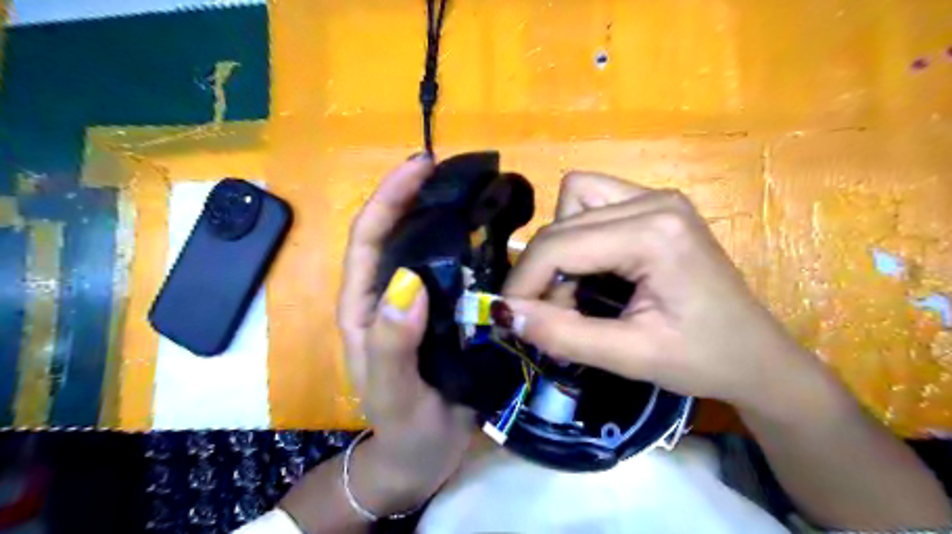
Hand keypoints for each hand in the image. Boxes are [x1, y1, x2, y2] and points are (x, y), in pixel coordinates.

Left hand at [335, 157, 472, 515]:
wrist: (424, 456)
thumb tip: (408, 283)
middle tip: (453, 169)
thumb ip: (392, 344)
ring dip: (446, 216)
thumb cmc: (404, 428)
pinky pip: (457, 272)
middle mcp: (389, 295)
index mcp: (365, 306)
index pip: (368, 239)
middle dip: (416, 195)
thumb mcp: (393, 392)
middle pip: (397, 233)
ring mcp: (420, 302)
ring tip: (477, 193)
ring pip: (427, 249)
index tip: (419, 166)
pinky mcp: (446, 313)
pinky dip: (472, 249)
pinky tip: (496, 238)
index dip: (389, 198)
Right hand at [505, 172, 825, 414]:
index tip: (509, 316)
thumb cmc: (702, 360)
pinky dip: (578, 235)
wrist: (756, 356)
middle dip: (543, 269)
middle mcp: (655, 200)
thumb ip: (562, 335)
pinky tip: (593, 268)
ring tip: (576, 289)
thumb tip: (503, 313)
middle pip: (562, 221)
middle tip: (553, 312)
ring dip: (560, 245)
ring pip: (573, 200)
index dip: (523, 280)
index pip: (559, 243)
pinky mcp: (656, 204)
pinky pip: (593, 202)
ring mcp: (657, 197)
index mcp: (654, 234)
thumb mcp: (629, 357)